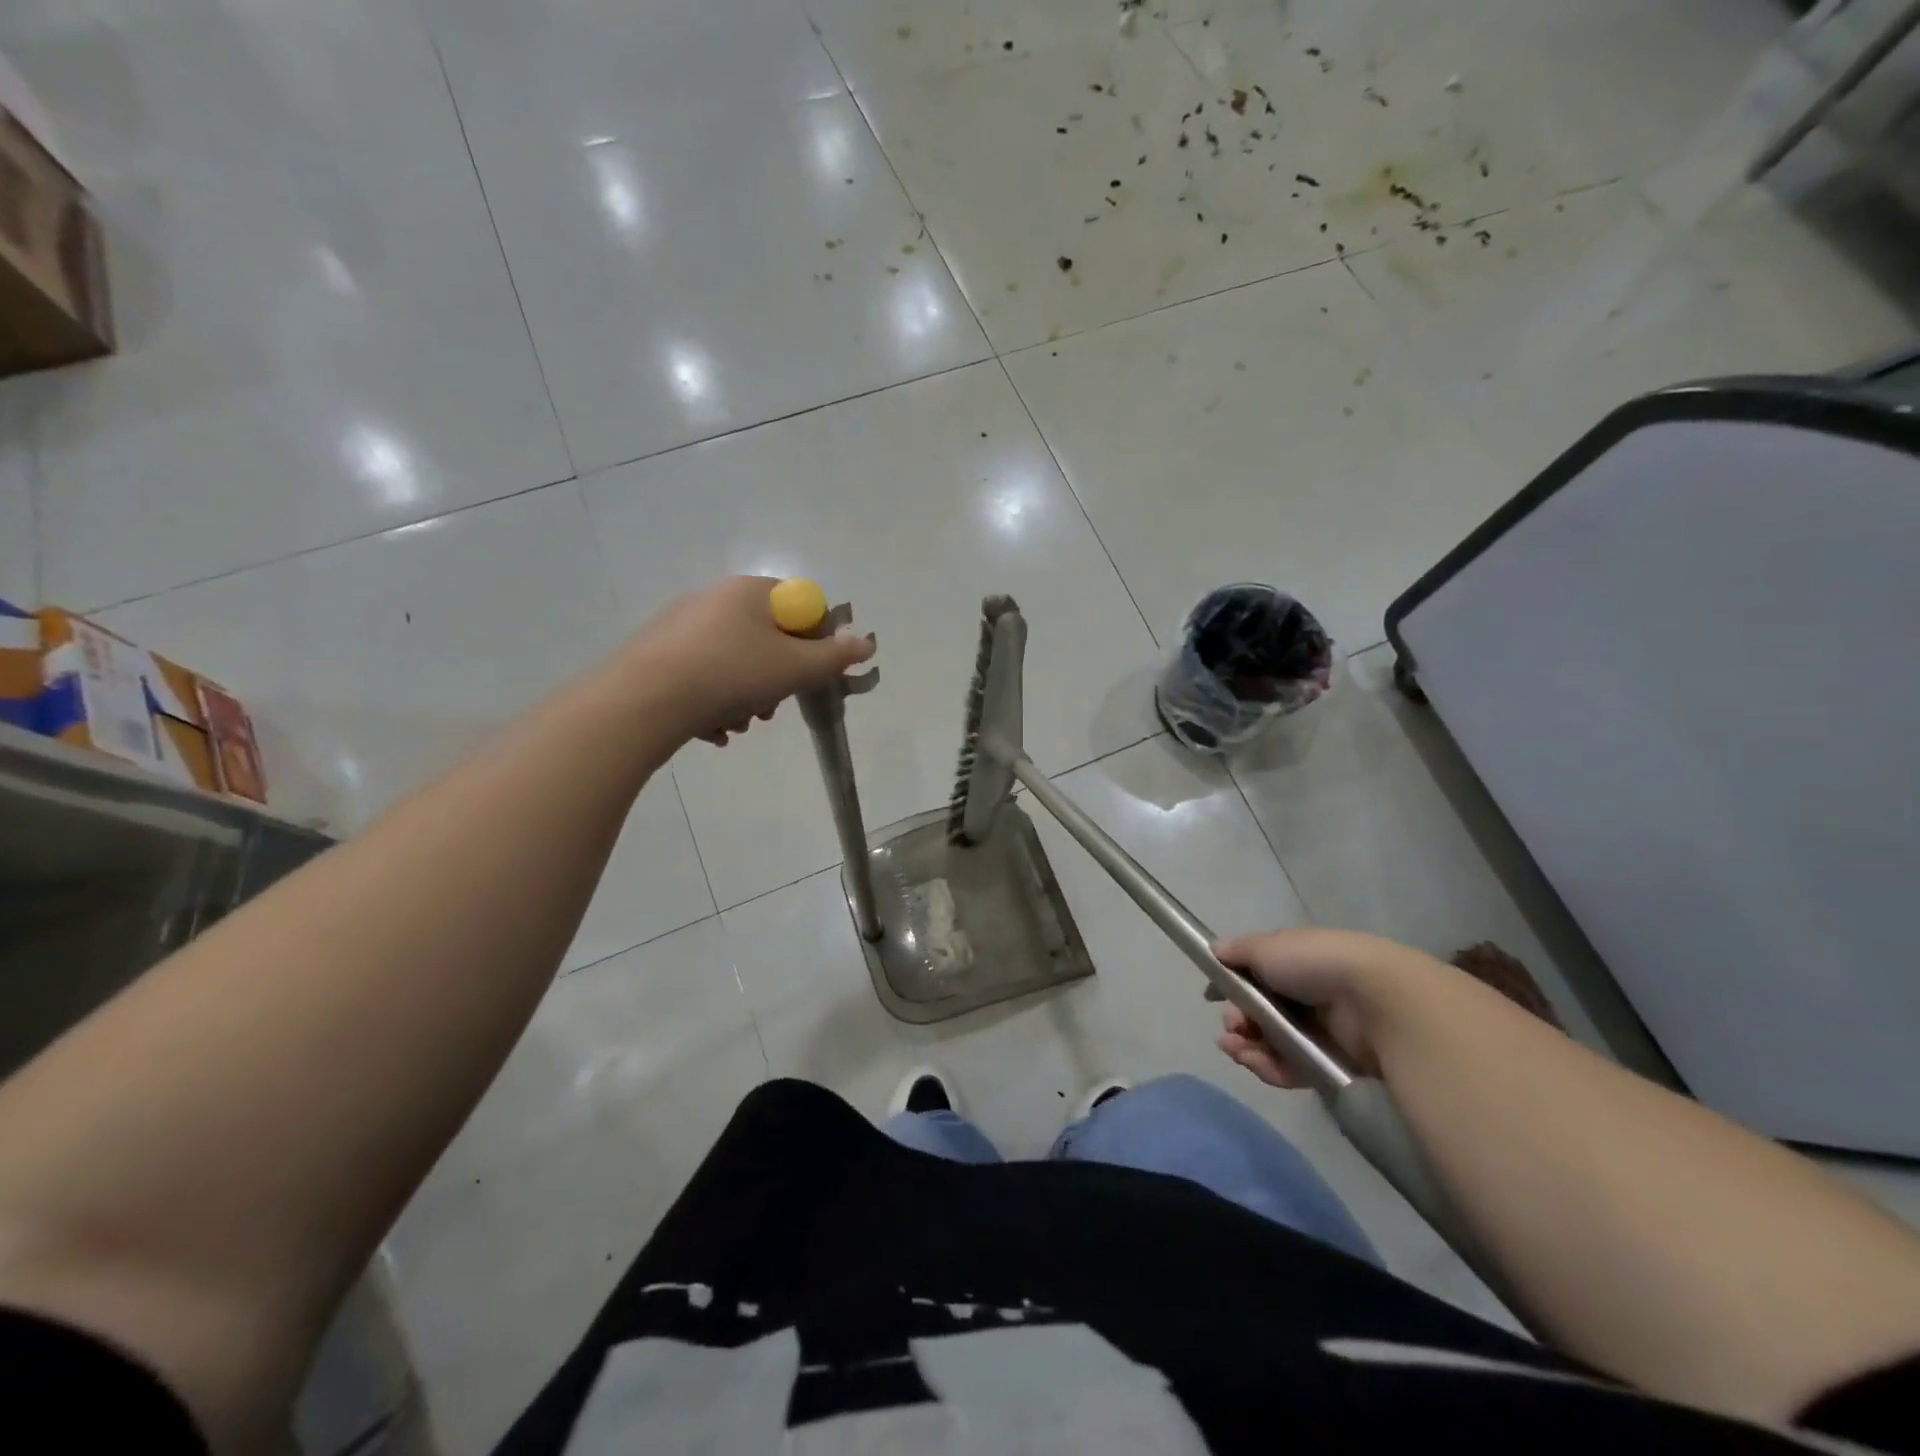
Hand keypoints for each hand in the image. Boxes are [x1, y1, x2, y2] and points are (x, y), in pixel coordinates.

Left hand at [620, 577, 875, 746]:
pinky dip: (714, 702)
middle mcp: (714, 598)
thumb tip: (866, 642)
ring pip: (735, 663)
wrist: (644, 701)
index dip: (815, 640)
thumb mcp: (796, 667)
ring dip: (747, 697)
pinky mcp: (657, 655)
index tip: (811, 673)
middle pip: (767, 638)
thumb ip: (836, 656)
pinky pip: (703, 676)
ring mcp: (681, 626)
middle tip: (773, 707)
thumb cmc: (731, 674)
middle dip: (778, 678)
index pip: (801, 605)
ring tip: (740, 724)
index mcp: (750, 590)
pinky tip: (711, 729)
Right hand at [1212, 927, 1435, 1088]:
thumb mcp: (1269, 946)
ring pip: (1271, 1043)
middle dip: (1237, 1020)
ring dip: (1246, 1046)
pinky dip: (1267, 1067)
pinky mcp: (1329, 1066)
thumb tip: (1215, 951)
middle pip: (1261, 1013)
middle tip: (1231, 1025)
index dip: (1233, 986)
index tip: (1212, 995)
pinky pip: (1289, 1069)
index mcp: (1297, 963)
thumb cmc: (1316, 964)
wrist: (1377, 1002)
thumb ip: (1239, 951)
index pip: (1258, 976)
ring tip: (1235, 1048)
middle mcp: (1308, 997)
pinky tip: (1252, 1061)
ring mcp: (1320, 1033)